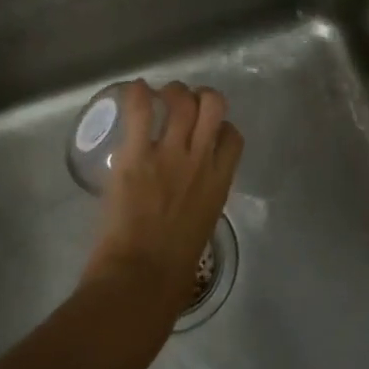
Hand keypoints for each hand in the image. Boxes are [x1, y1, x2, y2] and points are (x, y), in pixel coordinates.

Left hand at [83, 80, 242, 313]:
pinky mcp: (136, 155)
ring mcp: (169, 154)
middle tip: (183, 103)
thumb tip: (186, 197)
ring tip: (158, 96)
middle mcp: (199, 160)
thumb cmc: (172, 270)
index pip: (232, 136)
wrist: (140, 278)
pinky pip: (141, 110)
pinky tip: (135, 90)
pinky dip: (138, 94)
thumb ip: (199, 201)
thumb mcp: (201, 227)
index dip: (221, 126)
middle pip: (213, 104)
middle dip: (200, 96)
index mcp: (219, 182)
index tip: (206, 130)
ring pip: (181, 99)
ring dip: (172, 91)